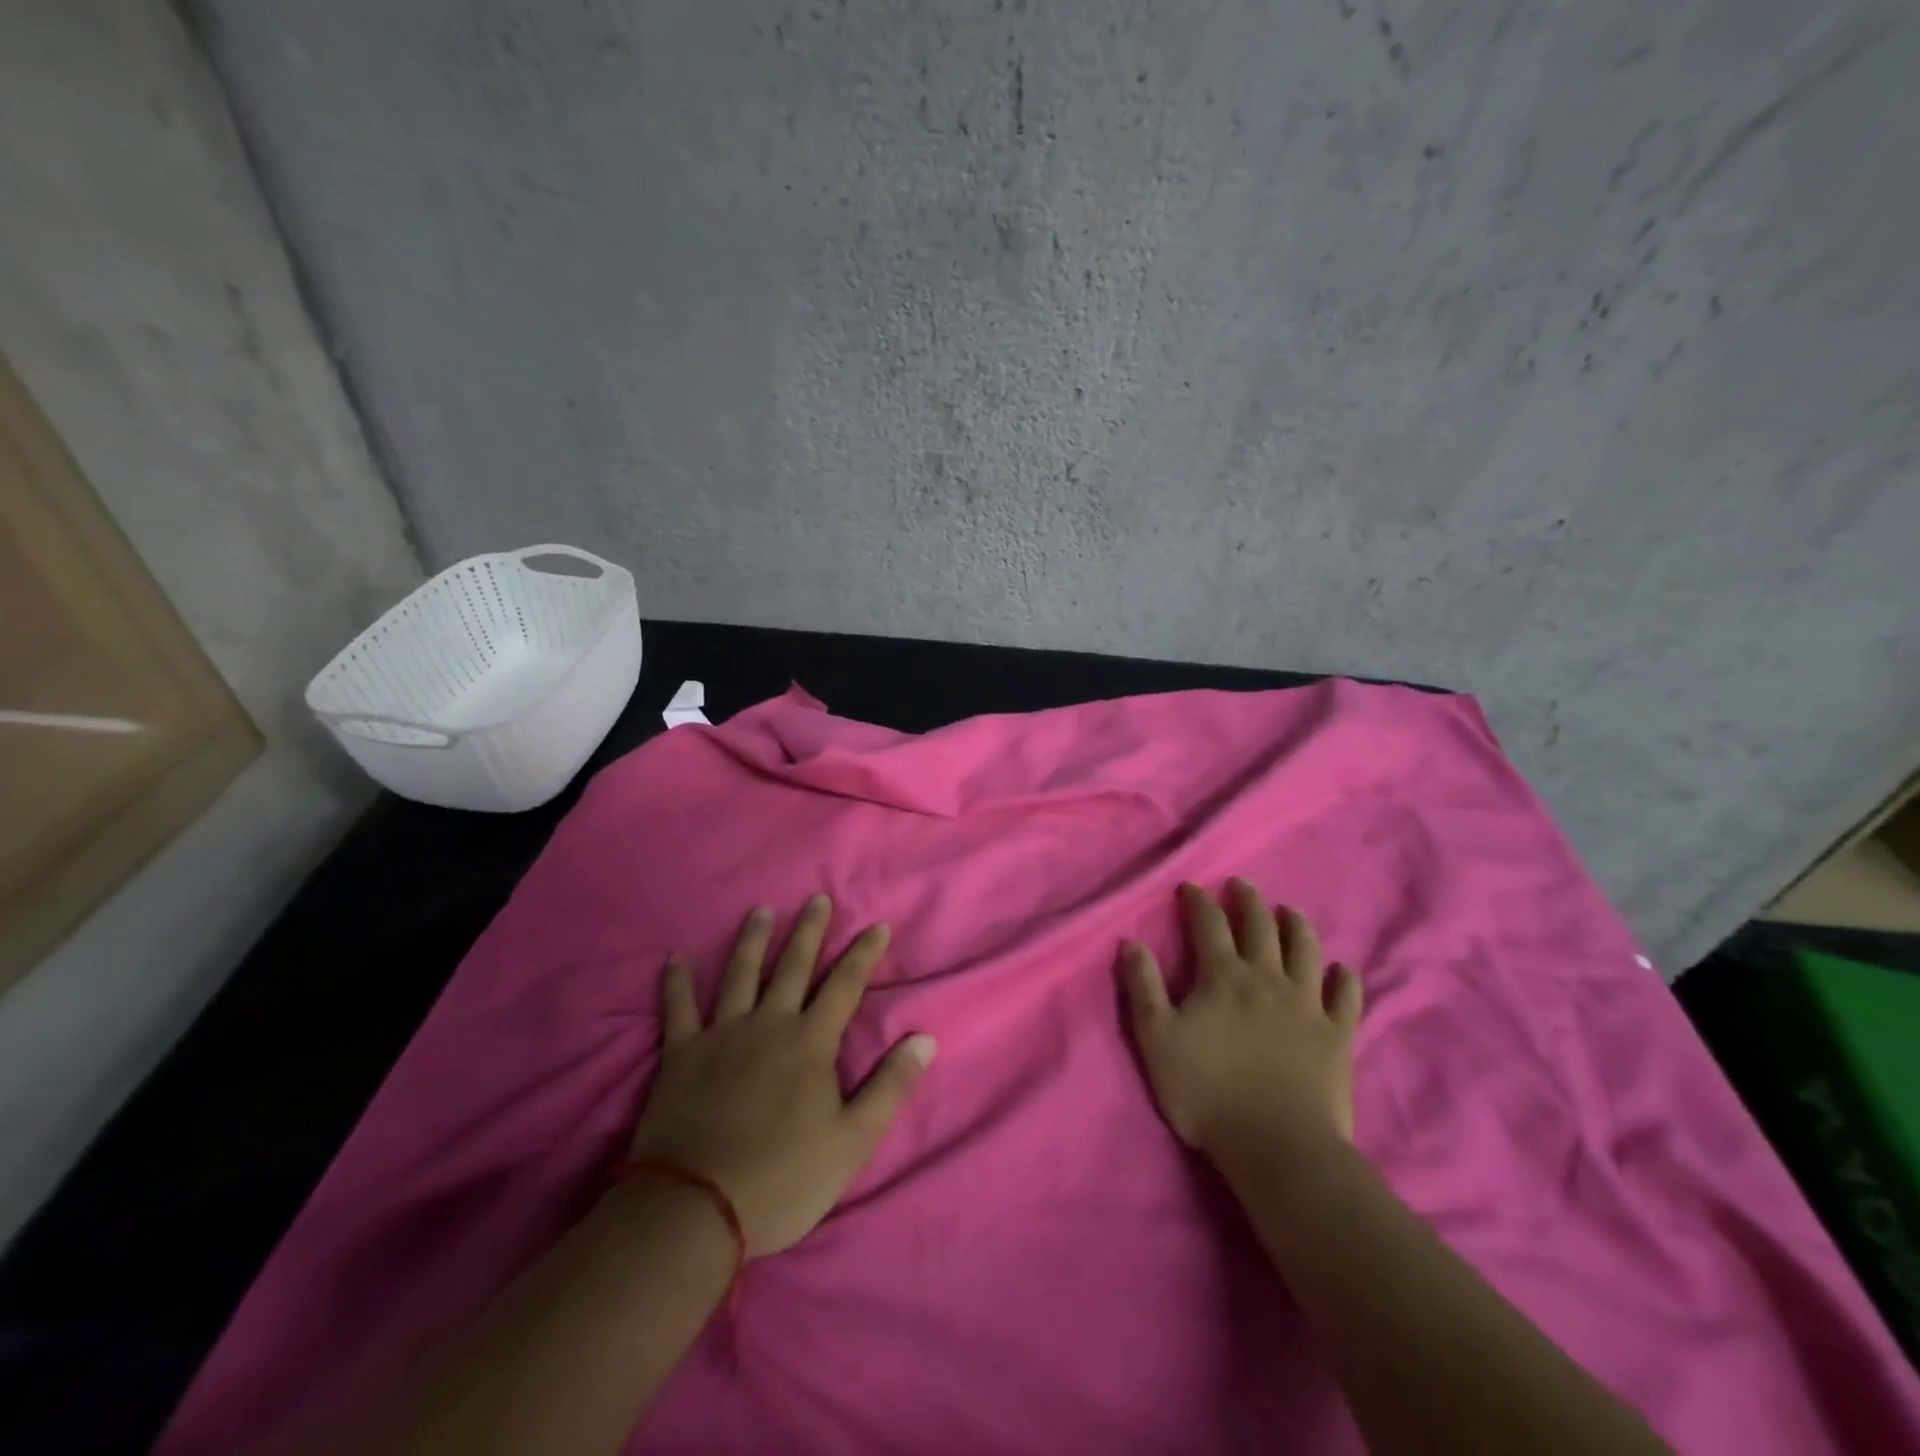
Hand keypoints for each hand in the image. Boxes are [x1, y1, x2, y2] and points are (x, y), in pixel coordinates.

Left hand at [627, 896, 935, 1256]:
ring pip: (739, 975)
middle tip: (817, 899)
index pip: (845, 985)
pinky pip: (677, 1009)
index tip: (878, 926)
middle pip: (793, 966)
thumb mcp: (853, 1141)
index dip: (864, 954)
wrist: (695, 1210)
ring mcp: (721, 1035)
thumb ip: (890, 1087)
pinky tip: (673, 958)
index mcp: (810, 1042)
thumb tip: (926, 1039)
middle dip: (810, 931)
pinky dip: (675, 983)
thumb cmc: (782, 1179)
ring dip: (752, 940)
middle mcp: (768, 1024)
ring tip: (761, 911)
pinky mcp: (681, 1054)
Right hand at [1121, 880, 1361, 1163]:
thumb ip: (1143, 987)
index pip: (1209, 924)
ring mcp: (1307, 1004)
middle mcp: (1267, 978)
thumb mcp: (1156, 1039)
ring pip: (1305, 950)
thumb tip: (1131, 942)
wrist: (1278, 1146)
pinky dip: (1344, 979)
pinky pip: (1346, 998)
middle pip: (1260, 926)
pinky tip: (1342, 970)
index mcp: (1223, 976)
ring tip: (1289, 911)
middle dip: (1248, 901)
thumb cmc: (1207, 1092)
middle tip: (1241, 886)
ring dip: (1296, 925)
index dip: (1198, 902)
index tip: (1191, 887)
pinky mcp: (1338, 1035)